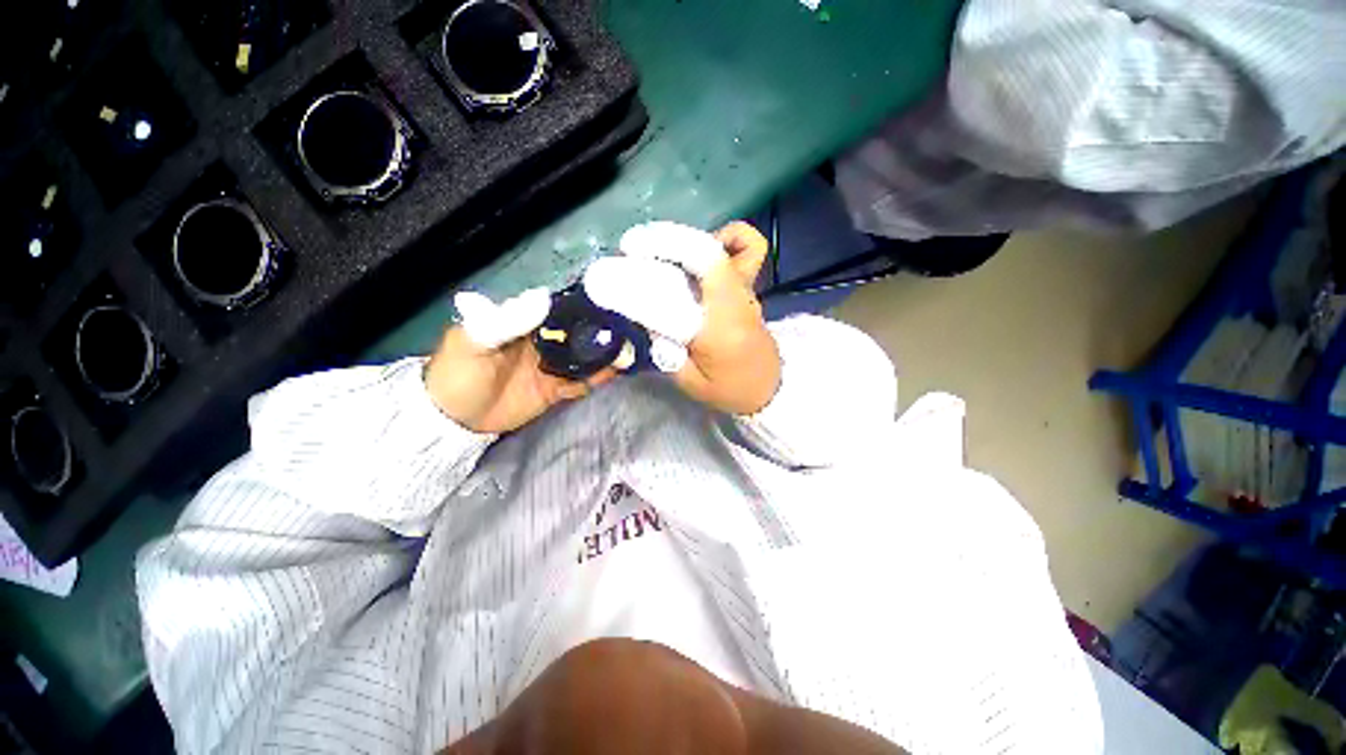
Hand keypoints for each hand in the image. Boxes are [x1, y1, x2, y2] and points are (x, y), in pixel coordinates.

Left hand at [426, 289, 614, 433]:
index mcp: (527, 322)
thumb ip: (505, 320)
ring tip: (632, 354)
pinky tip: (617, 376)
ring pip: (587, 356)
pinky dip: (599, 379)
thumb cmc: (458, 374)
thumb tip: (543, 297)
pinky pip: (583, 382)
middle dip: (605, 332)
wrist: (453, 421)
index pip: (563, 308)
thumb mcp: (473, 342)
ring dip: (607, 355)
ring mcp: (553, 366)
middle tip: (630, 333)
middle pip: (581, 332)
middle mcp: (545, 340)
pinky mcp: (557, 389)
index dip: (588, 306)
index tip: (615, 305)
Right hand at [587, 221, 781, 414]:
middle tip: (634, 249)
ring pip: (723, 246)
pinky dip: (728, 238)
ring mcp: (747, 290)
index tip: (627, 258)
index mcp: (720, 327)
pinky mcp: (750, 287)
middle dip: (664, 243)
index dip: (655, 266)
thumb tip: (645, 316)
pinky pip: (749, 248)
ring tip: (660, 253)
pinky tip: (705, 252)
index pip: (685, 288)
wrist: (770, 390)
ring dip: (684, 243)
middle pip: (704, 254)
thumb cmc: (730, 391)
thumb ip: (666, 349)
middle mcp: (736, 300)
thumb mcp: (690, 381)